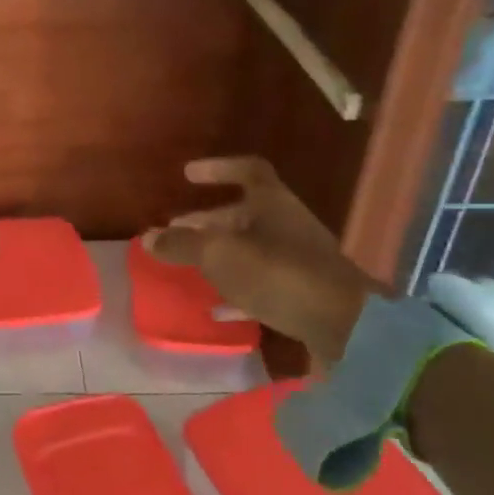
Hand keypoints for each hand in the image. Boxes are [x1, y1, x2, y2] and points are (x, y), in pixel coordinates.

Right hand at [145, 156, 384, 364]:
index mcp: (273, 202)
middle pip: (243, 213)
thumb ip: (182, 245)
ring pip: (252, 248)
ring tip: (189, 265)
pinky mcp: (304, 292)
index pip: (246, 170)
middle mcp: (288, 224)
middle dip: (206, 221)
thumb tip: (147, 237)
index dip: (217, 168)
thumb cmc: (277, 273)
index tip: (188, 175)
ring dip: (220, 253)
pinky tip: (216, 307)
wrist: (346, 325)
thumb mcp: (219, 255)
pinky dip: (237, 290)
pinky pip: (264, 283)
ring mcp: (299, 259)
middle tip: (175, 232)